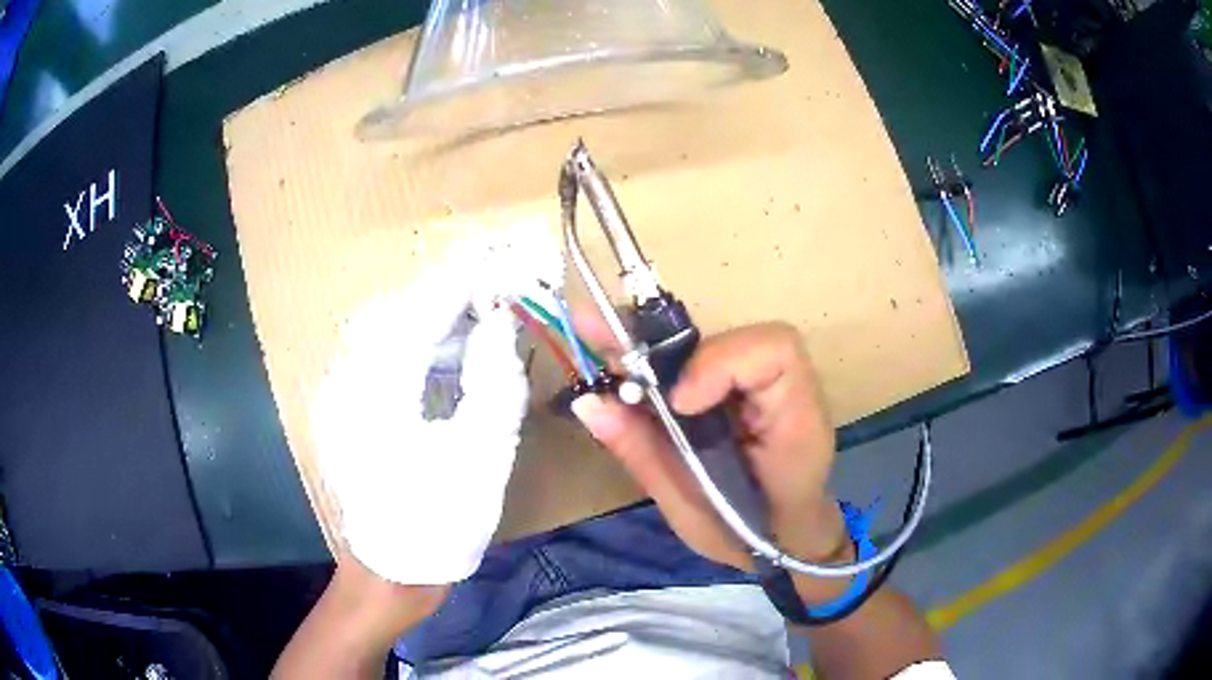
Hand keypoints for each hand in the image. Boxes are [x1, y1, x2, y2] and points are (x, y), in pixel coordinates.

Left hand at [310, 262, 528, 585]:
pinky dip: (423, 347)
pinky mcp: (350, 407)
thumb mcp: (482, 454)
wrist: (392, 572)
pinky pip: (387, 358)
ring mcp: (344, 393)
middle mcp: (349, 380)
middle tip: (500, 291)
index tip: (500, 261)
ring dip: (439, 321)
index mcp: (377, 390)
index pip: (420, 311)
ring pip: (394, 333)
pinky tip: (453, 357)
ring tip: (485, 321)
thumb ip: (495, 380)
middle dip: (452, 296)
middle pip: (403, 314)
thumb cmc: (439, 522)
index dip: (462, 281)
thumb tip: (500, 324)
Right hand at [571, 318, 849, 600]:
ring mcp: (762, 385)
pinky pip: (696, 363)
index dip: (719, 364)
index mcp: (795, 420)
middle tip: (591, 326)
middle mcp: (785, 389)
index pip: (774, 351)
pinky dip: (655, 365)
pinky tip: (620, 370)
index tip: (679, 403)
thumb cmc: (749, 534)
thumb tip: (587, 402)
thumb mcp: (692, 510)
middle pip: (727, 336)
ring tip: (596, 341)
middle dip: (657, 337)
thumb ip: (644, 453)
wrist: (783, 538)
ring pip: (706, 343)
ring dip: (648, 346)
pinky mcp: (738, 389)